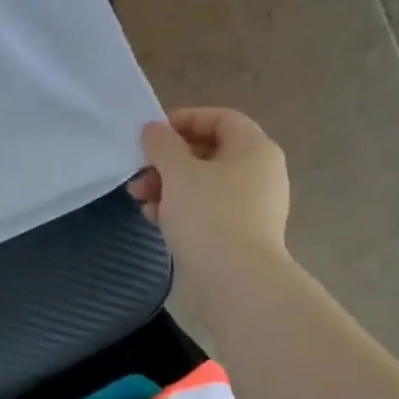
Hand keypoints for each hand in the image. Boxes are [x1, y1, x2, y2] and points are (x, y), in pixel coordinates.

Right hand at [128, 108, 291, 301]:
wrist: (236, 280)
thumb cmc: (209, 214)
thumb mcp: (178, 171)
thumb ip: (162, 144)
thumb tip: (154, 130)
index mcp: (254, 150)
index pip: (222, 118)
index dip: (185, 119)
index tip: (152, 135)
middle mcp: (259, 174)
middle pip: (207, 152)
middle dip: (167, 159)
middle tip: (139, 171)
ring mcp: (251, 206)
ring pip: (202, 183)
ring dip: (167, 185)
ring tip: (141, 199)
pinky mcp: (238, 233)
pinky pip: (205, 209)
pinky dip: (179, 208)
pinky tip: (154, 219)